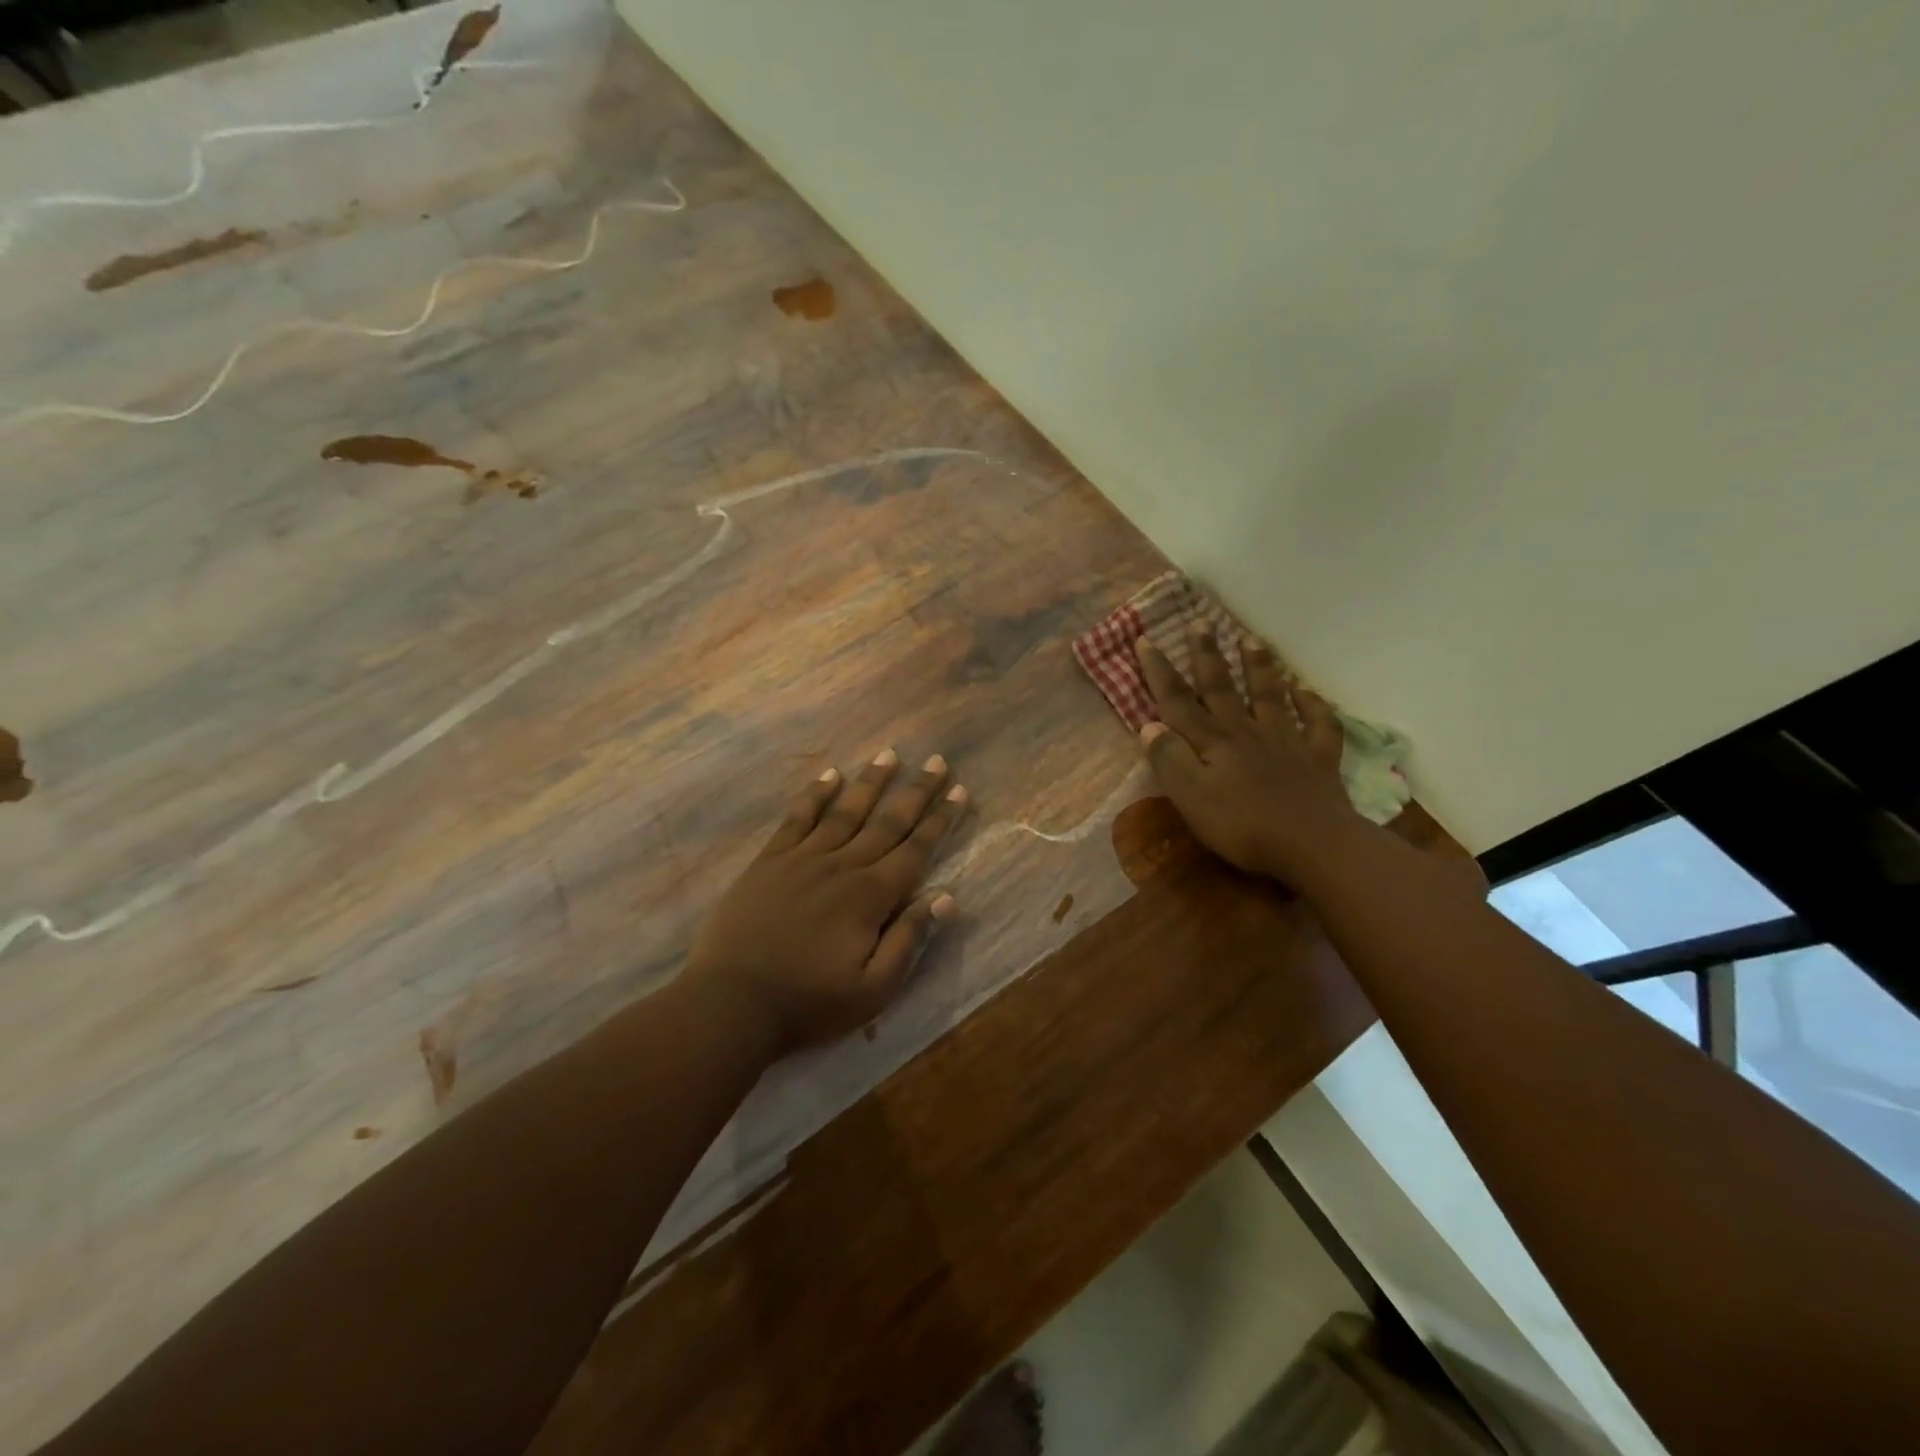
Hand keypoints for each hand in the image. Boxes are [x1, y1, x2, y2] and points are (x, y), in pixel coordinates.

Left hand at [685, 749, 965, 1057]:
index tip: (959, 790)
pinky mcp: (770, 861)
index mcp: (871, 896)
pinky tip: (829, 775)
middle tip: (936, 761)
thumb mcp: (874, 989)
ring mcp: (802, 859)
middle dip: (915, 791)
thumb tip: (946, 897)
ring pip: (845, 811)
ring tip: (889, 754)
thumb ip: (910, 940)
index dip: (940, 820)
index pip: (916, 850)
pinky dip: (815, 795)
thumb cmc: (808, 1003)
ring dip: (870, 782)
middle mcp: (842, 866)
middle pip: (887, 822)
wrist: (731, 1003)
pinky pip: (797, 818)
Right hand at [1135, 627, 1359, 883]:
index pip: (1178, 701)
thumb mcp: (1190, 797)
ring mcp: (1286, 741)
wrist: (1313, 844)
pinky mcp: (1318, 758)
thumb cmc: (1242, 825)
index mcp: (1212, 741)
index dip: (1159, 672)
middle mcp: (1246, 731)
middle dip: (1208, 656)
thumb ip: (1169, 760)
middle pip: (1222, 688)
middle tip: (1201, 624)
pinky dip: (1312, 703)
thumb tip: (1149, 726)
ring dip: (1259, 667)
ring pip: (1270, 695)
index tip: (1145, 640)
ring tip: (1252, 641)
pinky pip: (1318, 723)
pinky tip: (1306, 691)